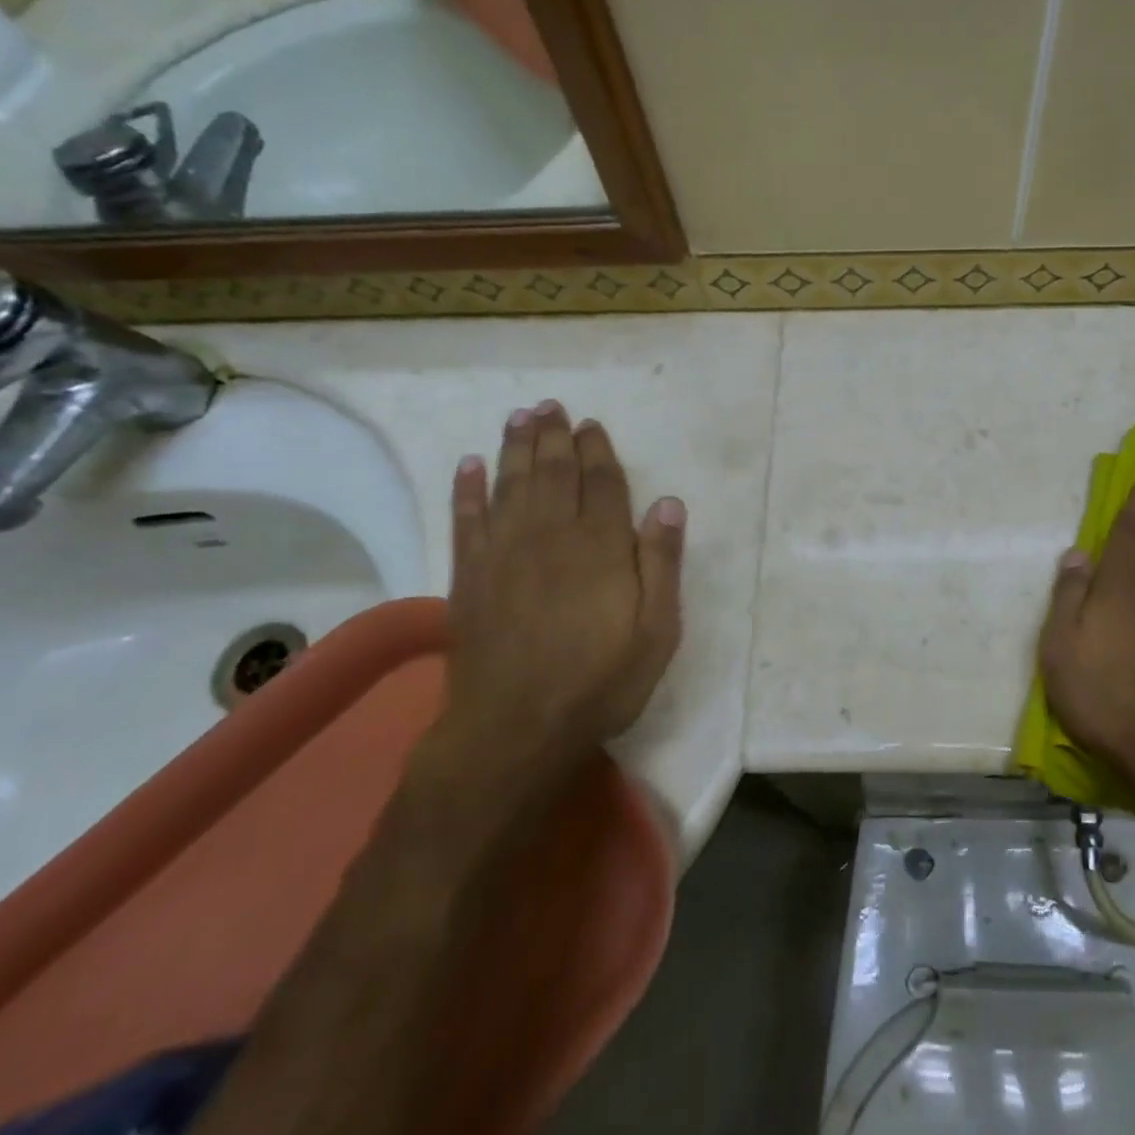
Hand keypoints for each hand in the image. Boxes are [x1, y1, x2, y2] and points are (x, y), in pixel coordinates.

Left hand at [440, 400, 684, 773]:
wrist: (515, 728)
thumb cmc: (599, 680)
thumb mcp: (656, 630)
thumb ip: (662, 562)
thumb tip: (669, 503)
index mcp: (600, 545)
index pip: (602, 482)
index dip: (597, 450)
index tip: (591, 425)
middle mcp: (551, 535)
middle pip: (553, 472)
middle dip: (554, 436)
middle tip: (551, 406)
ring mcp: (504, 552)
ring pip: (510, 484)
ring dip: (514, 447)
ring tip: (519, 417)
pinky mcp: (469, 576)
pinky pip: (465, 519)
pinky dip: (465, 489)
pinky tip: (468, 465)